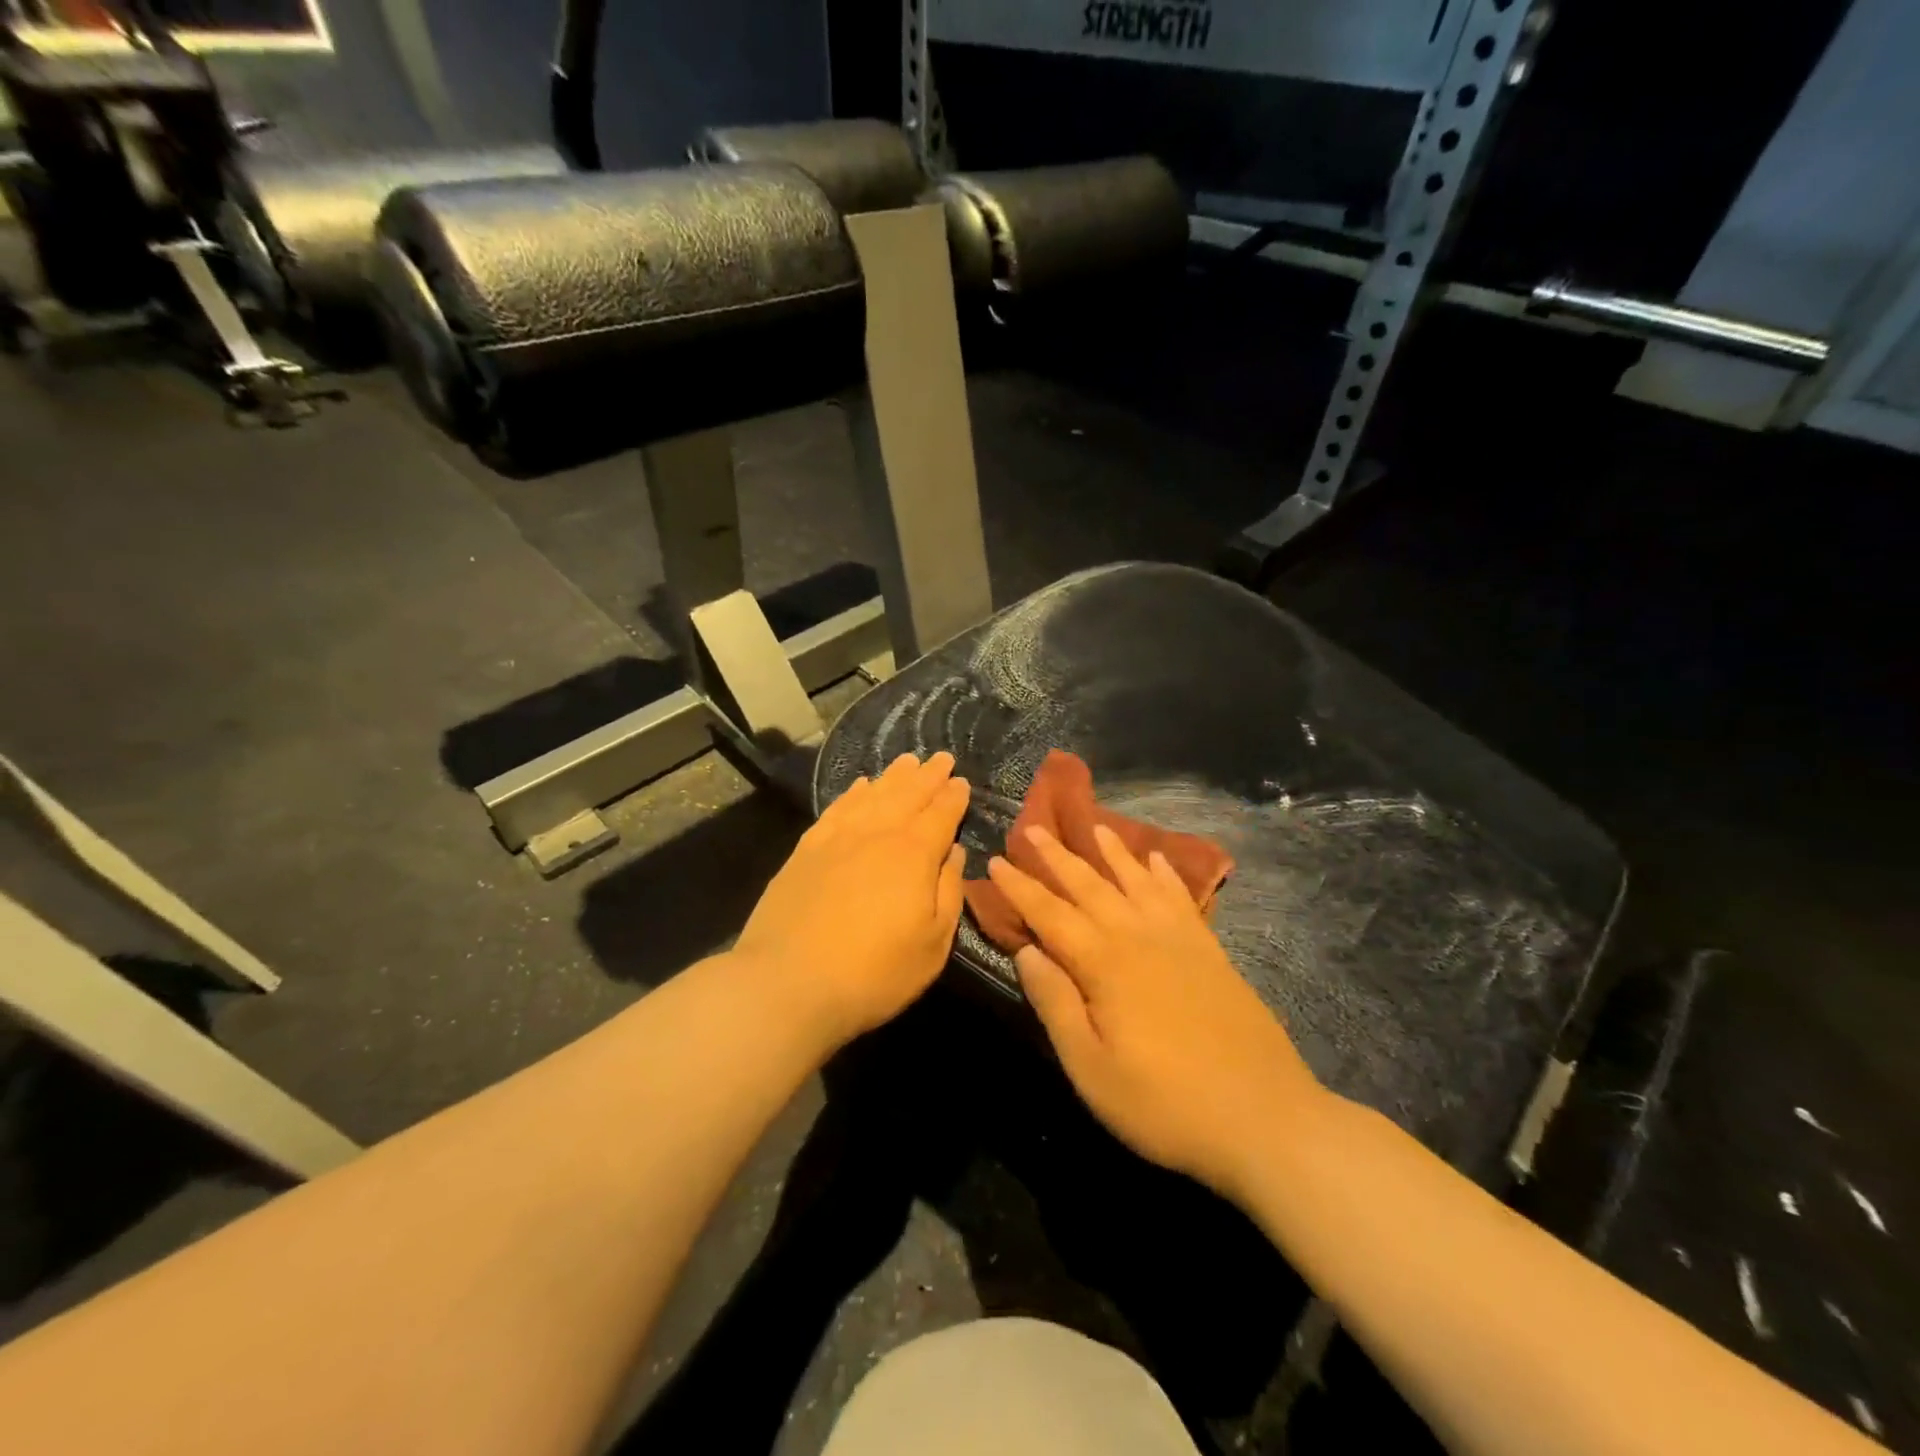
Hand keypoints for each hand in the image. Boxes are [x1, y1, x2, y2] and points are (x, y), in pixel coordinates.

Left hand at [734, 752, 969, 1053]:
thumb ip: (949, 892)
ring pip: (872, 795)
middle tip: (941, 758)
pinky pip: (837, 808)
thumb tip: (954, 852)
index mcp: (914, 854)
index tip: (961, 781)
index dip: (953, 796)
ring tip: (907, 761)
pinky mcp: (806, 849)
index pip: (940, 814)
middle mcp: (877, 834)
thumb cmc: (874, 973)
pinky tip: (861, 786)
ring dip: (893, 776)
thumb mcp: (933, 944)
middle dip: (928, 775)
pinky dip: (853, 793)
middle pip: (908, 794)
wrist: (788, 983)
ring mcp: (838, 838)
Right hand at [987, 823, 1324, 1201]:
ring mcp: (1180, 940)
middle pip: (1091, 886)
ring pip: (1136, 881)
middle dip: (1058, 856)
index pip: (1050, 914)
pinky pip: (1180, 898)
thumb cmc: (1165, 1105)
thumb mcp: (1092, 1069)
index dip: (1021, 887)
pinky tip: (1156, 860)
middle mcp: (1139, 937)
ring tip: (1093, 826)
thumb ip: (1056, 1004)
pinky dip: (1164, 874)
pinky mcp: (1211, 952)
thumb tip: (1026, 951)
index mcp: (1105, 964)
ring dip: (1112, 853)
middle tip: (1034, 827)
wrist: (1265, 1119)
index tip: (997, 859)